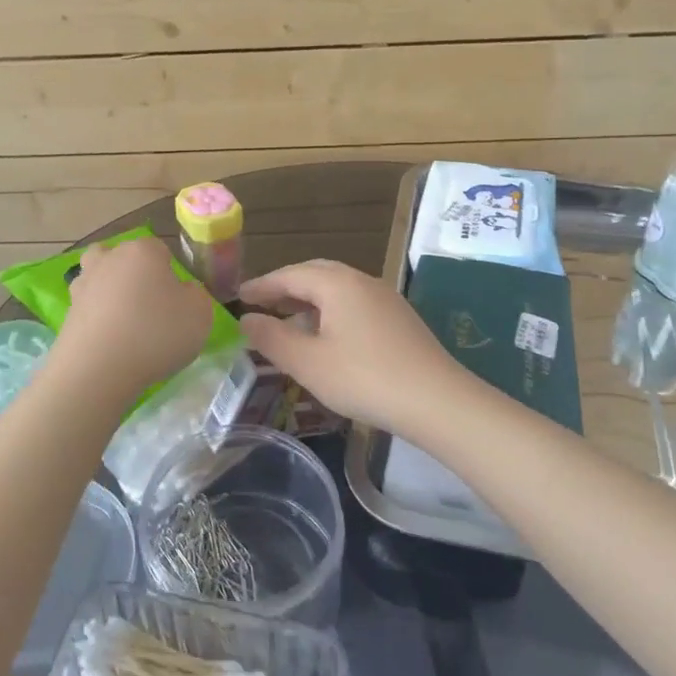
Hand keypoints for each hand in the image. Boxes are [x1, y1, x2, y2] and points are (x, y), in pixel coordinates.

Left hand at [56, 236, 212, 396]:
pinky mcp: (67, 313)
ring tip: (125, 322)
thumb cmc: (156, 333)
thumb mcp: (200, 313)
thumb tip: (181, 292)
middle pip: (123, 258)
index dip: (170, 272)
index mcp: (142, 251)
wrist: (98, 369)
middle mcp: (109, 259)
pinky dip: (97, 319)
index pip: (160, 250)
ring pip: (99, 278)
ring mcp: (83, 285)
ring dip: (110, 293)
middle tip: (149, 306)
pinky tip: (109, 341)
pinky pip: (88, 308)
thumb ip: (195, 295)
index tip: (176, 299)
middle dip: (134, 275)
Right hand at [238, 259, 464, 436]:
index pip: (289, 275)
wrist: (437, 401)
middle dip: (285, 287)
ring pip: (337, 289)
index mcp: (337, 283)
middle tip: (261, 304)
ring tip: (288, 322)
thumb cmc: (364, 378)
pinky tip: (326, 338)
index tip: (238, 297)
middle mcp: (361, 281)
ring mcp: (384, 298)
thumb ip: (272, 338)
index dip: (261, 286)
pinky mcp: (399, 319)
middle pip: (315, 274)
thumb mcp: (308, 363)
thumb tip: (247, 320)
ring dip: (309, 300)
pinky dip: (330, 312)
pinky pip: (354, 304)